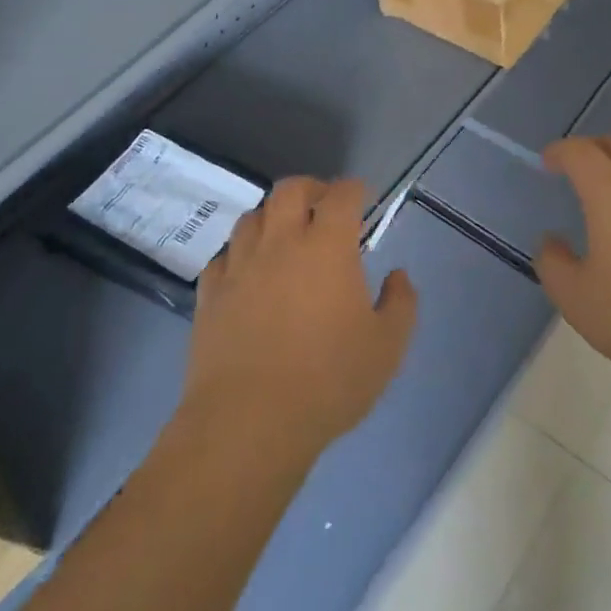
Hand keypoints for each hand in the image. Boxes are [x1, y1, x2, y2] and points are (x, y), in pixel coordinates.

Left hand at [184, 177, 417, 458]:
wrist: (249, 422)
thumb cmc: (328, 380)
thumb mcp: (387, 347)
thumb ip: (400, 304)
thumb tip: (398, 276)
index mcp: (327, 246)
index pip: (341, 194)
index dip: (354, 189)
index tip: (362, 199)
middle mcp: (281, 242)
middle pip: (289, 189)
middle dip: (310, 188)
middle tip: (322, 207)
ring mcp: (240, 265)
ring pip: (252, 216)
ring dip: (272, 217)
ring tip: (284, 237)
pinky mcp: (210, 293)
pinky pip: (223, 255)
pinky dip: (240, 253)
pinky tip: (248, 272)